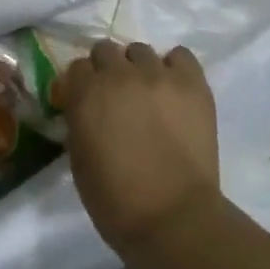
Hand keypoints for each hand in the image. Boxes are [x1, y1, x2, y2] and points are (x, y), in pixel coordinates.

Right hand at [61, 41, 220, 254]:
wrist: (173, 217)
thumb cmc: (115, 200)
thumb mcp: (79, 158)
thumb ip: (78, 121)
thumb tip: (85, 108)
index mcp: (86, 94)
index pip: (77, 67)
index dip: (82, 85)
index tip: (87, 101)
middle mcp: (119, 74)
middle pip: (106, 50)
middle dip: (106, 70)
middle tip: (116, 96)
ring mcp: (158, 75)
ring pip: (140, 51)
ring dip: (138, 69)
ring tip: (148, 93)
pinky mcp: (192, 83)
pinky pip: (180, 56)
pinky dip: (174, 68)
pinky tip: (174, 88)